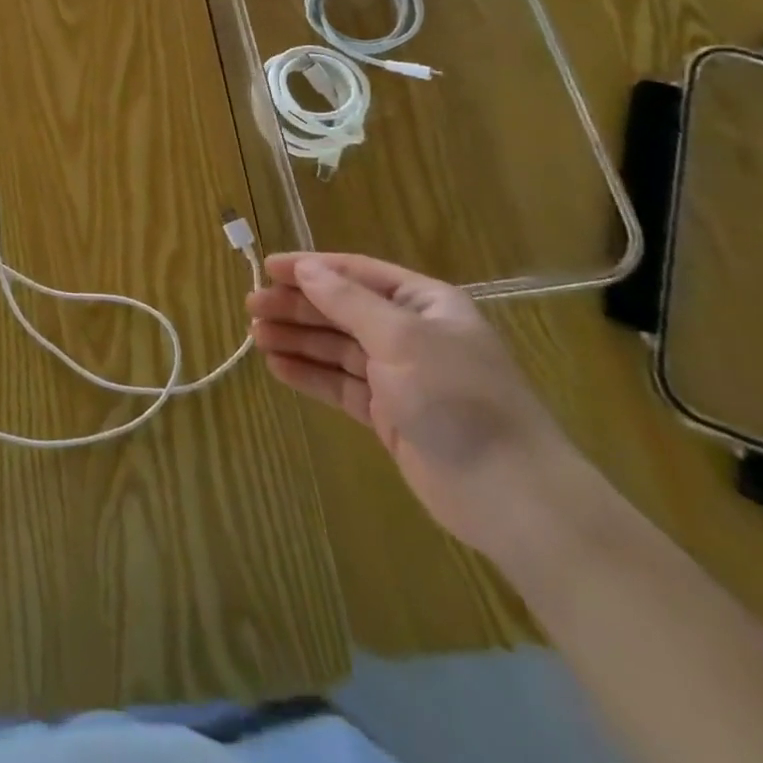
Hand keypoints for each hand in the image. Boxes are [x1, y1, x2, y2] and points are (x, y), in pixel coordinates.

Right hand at [247, 252, 580, 558]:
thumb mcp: (400, 337)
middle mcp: (410, 333)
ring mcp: (399, 375)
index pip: (356, 273)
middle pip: (341, 309)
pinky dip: (309, 374)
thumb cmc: (457, 398)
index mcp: (423, 304)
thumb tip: (306, 268)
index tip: (267, 267)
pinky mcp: (388, 414)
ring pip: (336, 347)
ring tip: (255, 336)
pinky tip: (277, 367)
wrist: (510, 495)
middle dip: (297, 306)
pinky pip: (339, 384)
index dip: (311, 268)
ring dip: (297, 339)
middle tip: (251, 306)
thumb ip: (347, 301)